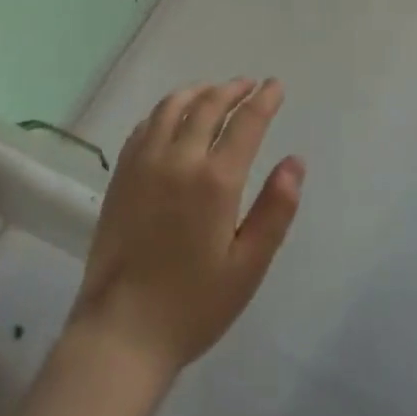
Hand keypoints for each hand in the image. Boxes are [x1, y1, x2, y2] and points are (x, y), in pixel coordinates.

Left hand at [68, 78, 304, 380]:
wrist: (122, 330)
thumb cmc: (194, 305)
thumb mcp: (248, 266)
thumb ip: (275, 210)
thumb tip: (295, 162)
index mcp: (215, 181)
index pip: (246, 122)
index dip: (264, 99)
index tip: (275, 85)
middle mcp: (178, 159)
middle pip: (208, 105)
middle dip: (233, 89)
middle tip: (249, 85)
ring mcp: (144, 163)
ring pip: (172, 107)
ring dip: (198, 91)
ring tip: (214, 91)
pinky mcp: (121, 174)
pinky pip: (145, 125)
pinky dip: (166, 110)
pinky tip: (173, 117)